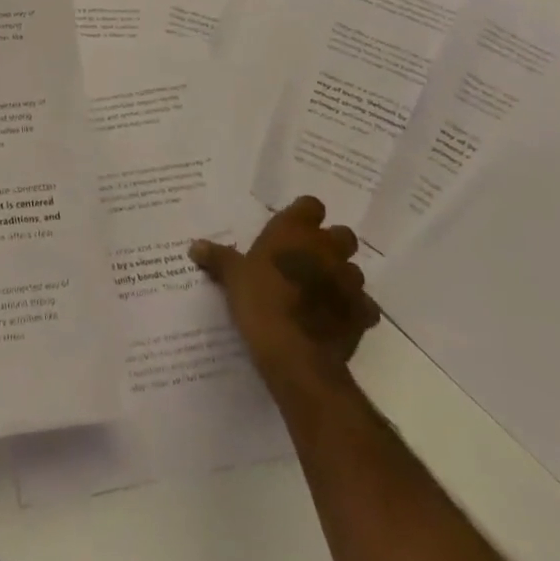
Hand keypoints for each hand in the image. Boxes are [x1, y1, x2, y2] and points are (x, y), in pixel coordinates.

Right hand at [190, 196, 380, 403]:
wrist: (296, 355)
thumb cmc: (260, 302)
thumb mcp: (232, 277)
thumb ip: (218, 258)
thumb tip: (195, 246)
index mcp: (295, 231)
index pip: (311, 205)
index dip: (304, 215)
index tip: (292, 229)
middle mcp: (327, 248)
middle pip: (342, 235)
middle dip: (331, 245)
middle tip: (308, 260)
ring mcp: (349, 281)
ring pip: (354, 270)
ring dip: (341, 277)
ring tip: (320, 292)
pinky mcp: (362, 314)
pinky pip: (364, 306)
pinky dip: (354, 310)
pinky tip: (337, 319)